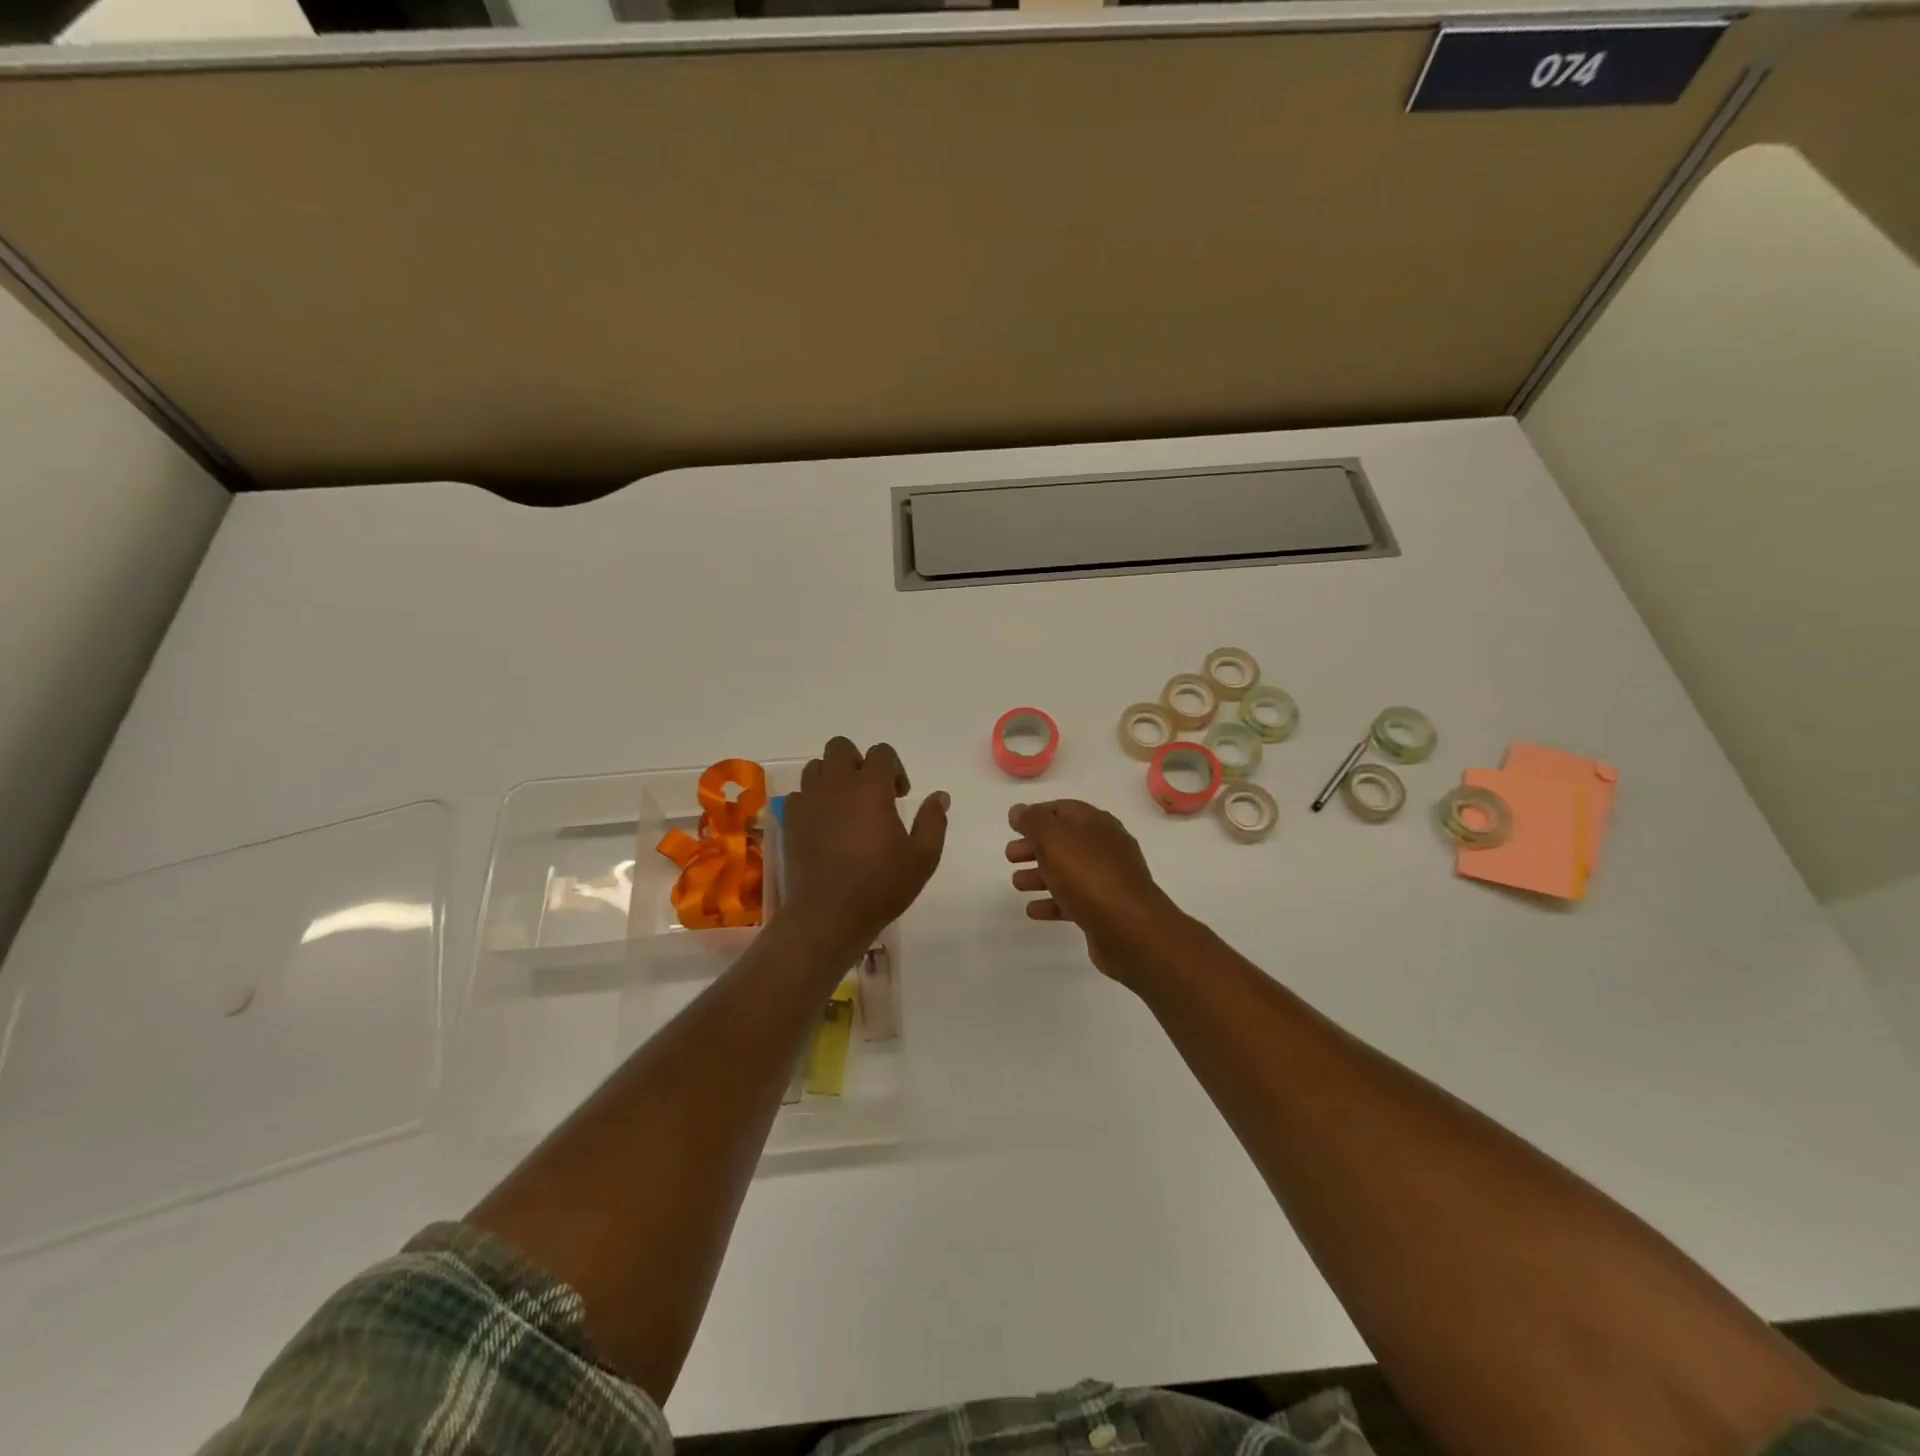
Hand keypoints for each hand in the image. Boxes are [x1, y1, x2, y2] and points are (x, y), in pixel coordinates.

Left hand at [782, 738, 948, 950]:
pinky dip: (812, 801)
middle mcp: (836, 785)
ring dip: (833, 777)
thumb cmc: (881, 886)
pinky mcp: (790, 821)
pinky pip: (799, 795)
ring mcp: (809, 801)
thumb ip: (933, 821)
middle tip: (871, 792)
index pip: (881, 753)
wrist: (828, 915)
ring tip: (846, 806)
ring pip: (815, 767)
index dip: (895, 769)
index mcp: (870, 787)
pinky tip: (824, 825)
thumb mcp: (922, 857)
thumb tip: (940, 796)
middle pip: (840, 747)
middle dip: (858, 762)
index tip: (900, 796)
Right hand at [1006, 799, 1185, 983]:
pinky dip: (1052, 902)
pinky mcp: (1106, 910)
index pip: (1063, 809)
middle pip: (1064, 841)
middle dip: (1035, 846)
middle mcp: (1105, 847)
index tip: (1013, 825)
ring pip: (1068, 871)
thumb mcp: (1053, 838)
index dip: (1036, 814)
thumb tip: (1018, 810)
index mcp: (1096, 823)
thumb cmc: (1088, 875)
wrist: (1129, 928)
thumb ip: (1032, 821)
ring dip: (1040, 874)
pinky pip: (1073, 900)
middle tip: (1010, 856)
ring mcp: (1108, 880)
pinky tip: (1033, 910)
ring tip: (1016, 883)